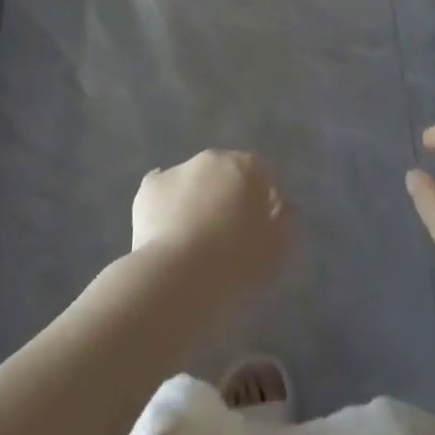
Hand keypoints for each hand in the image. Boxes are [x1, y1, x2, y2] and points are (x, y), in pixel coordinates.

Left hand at [132, 150, 292, 299]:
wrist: (180, 276)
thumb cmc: (237, 262)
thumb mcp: (277, 248)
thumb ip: (285, 221)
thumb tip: (283, 206)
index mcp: (247, 166)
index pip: (260, 174)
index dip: (260, 200)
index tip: (258, 229)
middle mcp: (212, 158)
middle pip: (224, 173)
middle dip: (225, 195)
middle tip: (225, 235)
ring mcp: (178, 169)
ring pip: (192, 182)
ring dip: (195, 200)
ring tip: (192, 242)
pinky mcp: (149, 189)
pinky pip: (161, 194)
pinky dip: (165, 208)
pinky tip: (165, 233)